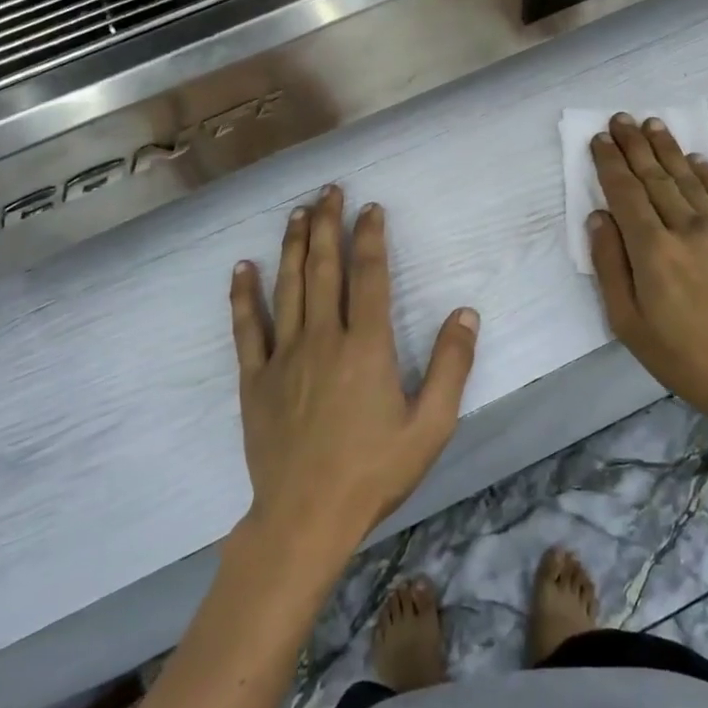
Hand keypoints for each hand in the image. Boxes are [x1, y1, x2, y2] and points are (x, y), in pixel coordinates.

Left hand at [229, 186, 479, 560]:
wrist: (306, 516)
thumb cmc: (374, 472)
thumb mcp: (431, 425)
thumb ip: (452, 366)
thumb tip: (466, 313)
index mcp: (366, 346)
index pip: (369, 276)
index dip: (370, 237)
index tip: (371, 208)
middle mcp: (323, 338)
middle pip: (323, 268)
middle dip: (326, 224)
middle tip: (328, 191)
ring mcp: (284, 356)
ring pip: (287, 286)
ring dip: (291, 245)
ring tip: (296, 212)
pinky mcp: (255, 379)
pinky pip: (247, 327)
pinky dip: (243, 295)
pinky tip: (242, 268)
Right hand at [587, 114, 707, 447]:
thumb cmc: (685, 358)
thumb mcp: (629, 325)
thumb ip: (610, 267)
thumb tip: (598, 219)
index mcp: (652, 251)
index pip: (625, 194)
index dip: (610, 164)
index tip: (599, 140)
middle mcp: (686, 229)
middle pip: (655, 178)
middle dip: (634, 146)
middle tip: (620, 118)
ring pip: (688, 179)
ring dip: (667, 149)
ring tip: (652, 124)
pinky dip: (707, 173)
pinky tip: (695, 158)